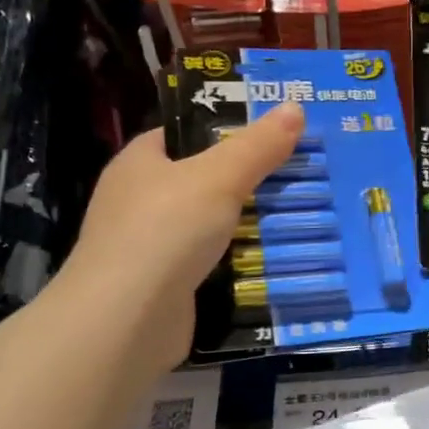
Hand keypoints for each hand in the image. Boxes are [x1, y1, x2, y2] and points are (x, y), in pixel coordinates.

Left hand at [62, 105, 305, 373]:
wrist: (126, 321)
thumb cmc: (165, 230)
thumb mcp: (220, 176)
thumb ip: (258, 145)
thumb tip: (295, 106)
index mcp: (139, 163)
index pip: (184, 134)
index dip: (225, 129)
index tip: (273, 133)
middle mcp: (138, 202)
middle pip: (203, 181)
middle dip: (248, 181)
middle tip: (300, 174)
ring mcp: (150, 248)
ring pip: (211, 226)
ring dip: (249, 226)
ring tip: (302, 216)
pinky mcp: (165, 288)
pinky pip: (212, 265)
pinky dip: (240, 264)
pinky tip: (278, 261)